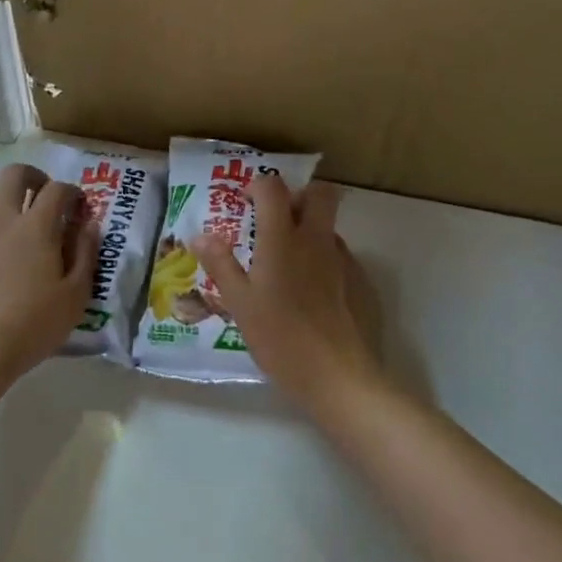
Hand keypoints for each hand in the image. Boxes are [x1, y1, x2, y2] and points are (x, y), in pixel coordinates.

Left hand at [0, 163, 94, 387]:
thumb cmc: (33, 324)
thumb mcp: (75, 295)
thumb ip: (86, 253)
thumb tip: (90, 223)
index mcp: (36, 226)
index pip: (57, 189)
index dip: (72, 191)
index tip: (80, 206)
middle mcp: (3, 220)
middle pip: (15, 174)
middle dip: (35, 177)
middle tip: (47, 196)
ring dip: (9, 197)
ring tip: (22, 221)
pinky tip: (0, 253)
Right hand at [192, 177, 387, 420]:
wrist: (337, 375)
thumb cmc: (279, 337)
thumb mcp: (239, 303)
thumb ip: (220, 264)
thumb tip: (200, 235)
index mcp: (282, 239)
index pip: (273, 187)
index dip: (258, 186)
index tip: (245, 203)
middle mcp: (315, 239)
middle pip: (318, 193)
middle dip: (298, 196)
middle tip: (276, 220)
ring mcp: (342, 259)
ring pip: (329, 225)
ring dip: (310, 228)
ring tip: (287, 262)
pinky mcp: (360, 281)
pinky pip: (339, 254)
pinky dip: (323, 258)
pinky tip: (310, 291)